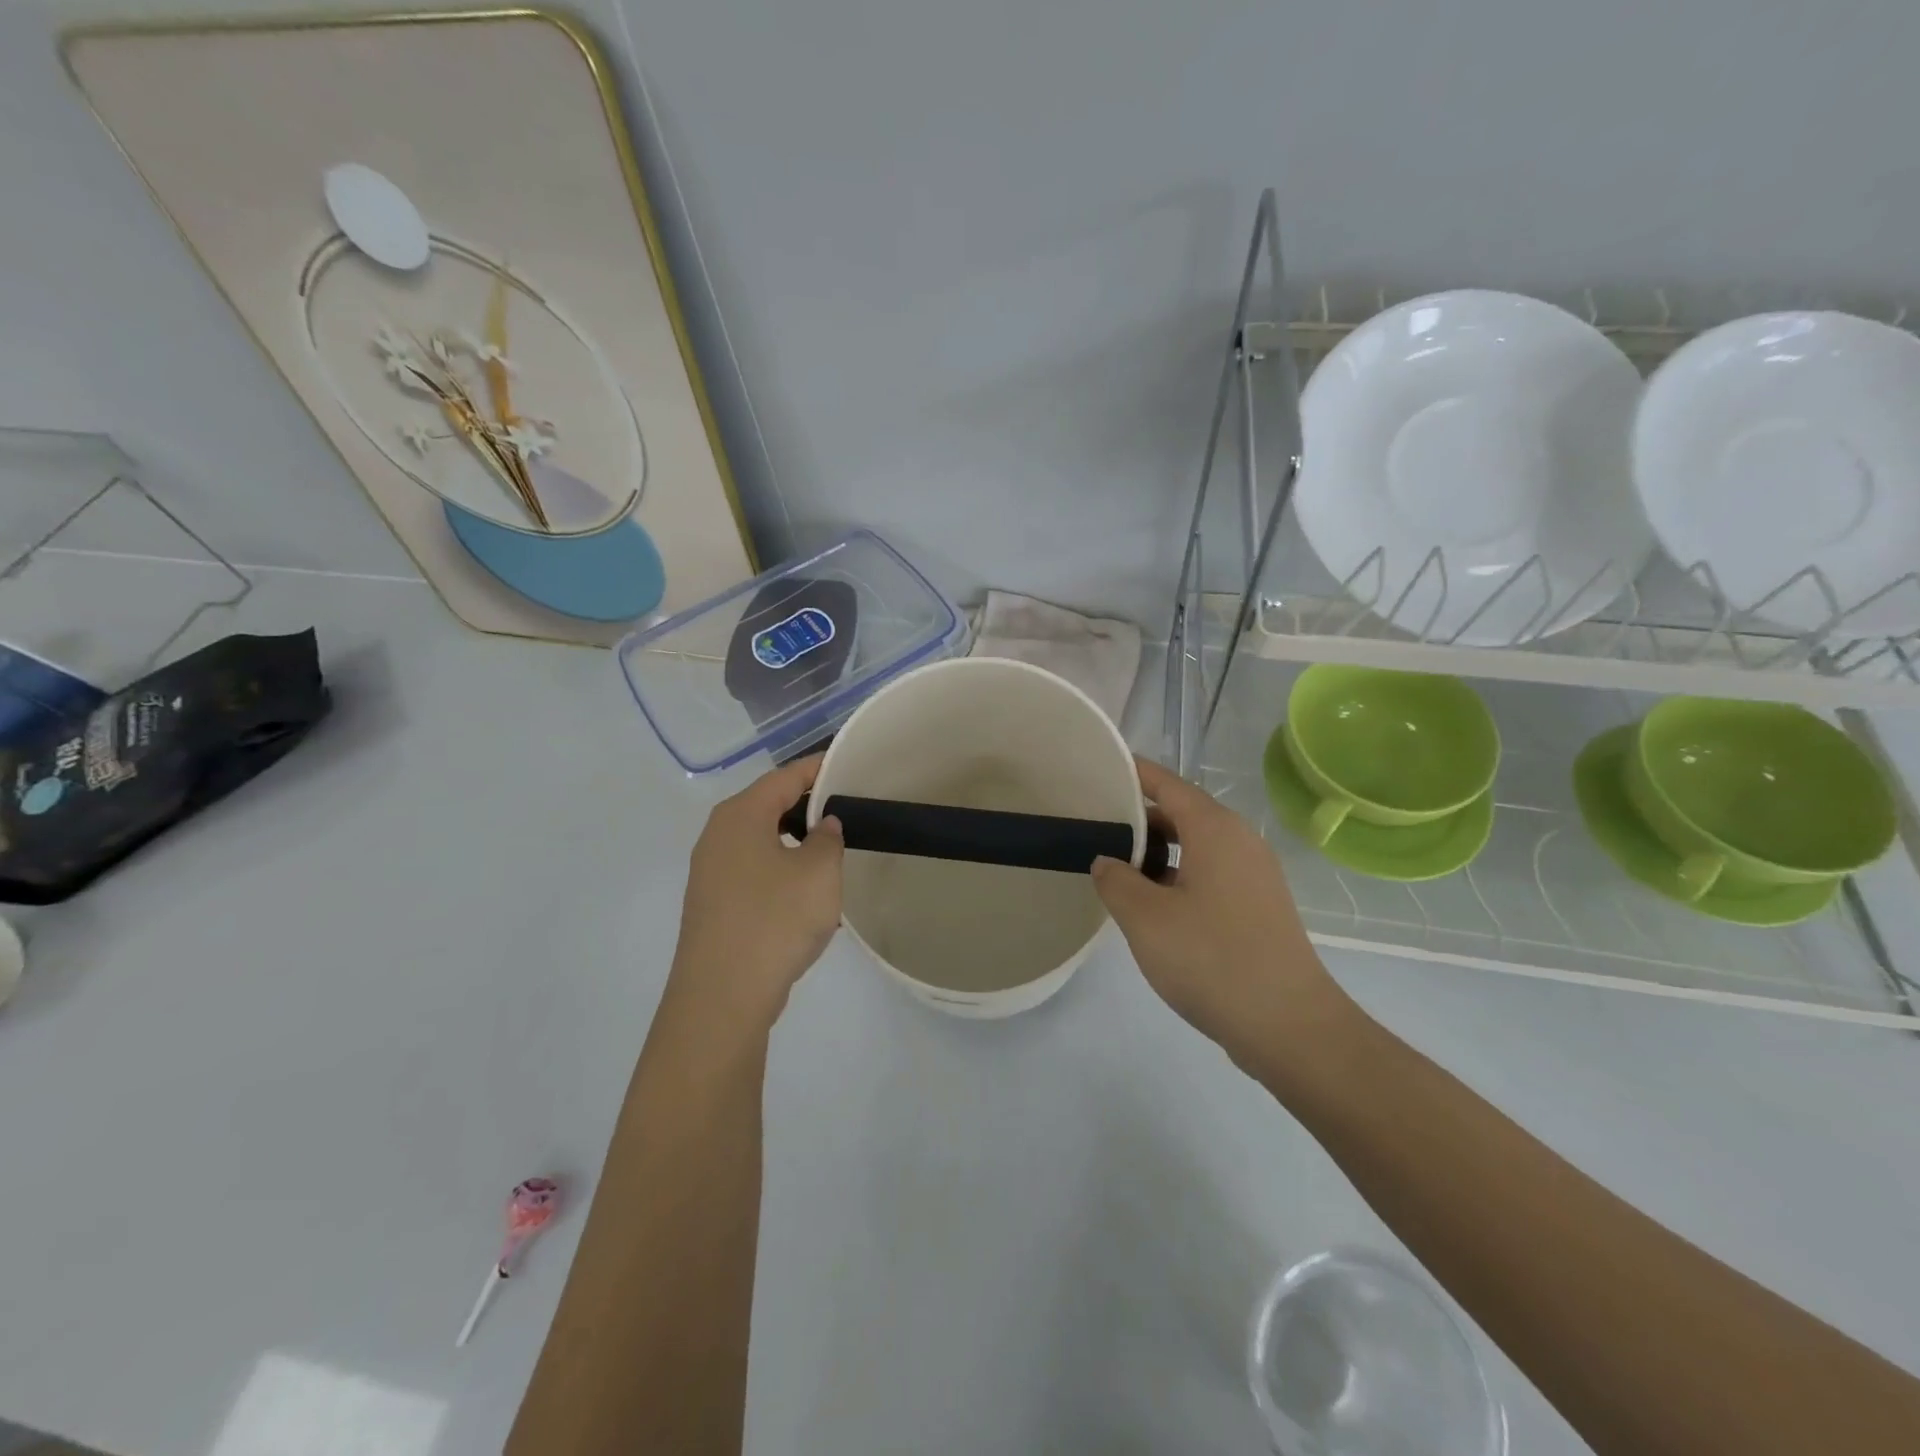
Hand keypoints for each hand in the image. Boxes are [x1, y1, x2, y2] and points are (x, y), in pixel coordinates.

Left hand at [666, 754, 843, 1033]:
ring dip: (796, 843)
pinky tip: (805, 895)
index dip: (819, 769)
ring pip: (761, 842)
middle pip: (769, 806)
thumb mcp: (819, 872)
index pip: (785, 777)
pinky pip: (753, 873)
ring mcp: (710, 873)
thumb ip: (828, 838)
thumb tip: (823, 825)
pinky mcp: (713, 905)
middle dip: (808, 806)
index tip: (849, 766)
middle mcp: (717, 836)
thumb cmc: (774, 921)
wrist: (722, 997)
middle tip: (848, 811)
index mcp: (740, 816)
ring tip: (832, 853)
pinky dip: (781, 872)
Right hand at [1092, 757, 1355, 1067]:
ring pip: (1195, 848)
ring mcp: (1253, 876)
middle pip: (1181, 813)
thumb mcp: (1145, 918)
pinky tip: (1150, 905)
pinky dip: (1176, 877)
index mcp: (1215, 830)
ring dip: (1156, 854)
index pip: (1167, 784)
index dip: (1133, 773)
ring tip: (1114, 868)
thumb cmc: (1212, 959)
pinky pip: (1208, 875)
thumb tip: (1107, 862)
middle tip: (1093, 826)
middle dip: (1137, 818)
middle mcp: (1239, 842)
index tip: (1099, 769)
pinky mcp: (1257, 907)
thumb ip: (1115, 880)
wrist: (1289, 1026)